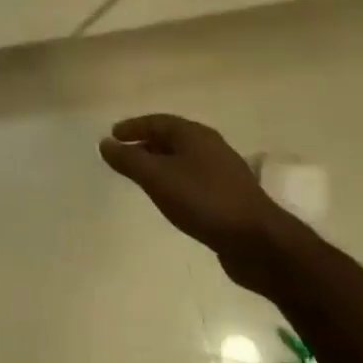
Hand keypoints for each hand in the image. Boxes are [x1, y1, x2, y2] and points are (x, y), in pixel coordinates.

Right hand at [99, 114, 298, 296]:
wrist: (257, 241)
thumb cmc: (203, 201)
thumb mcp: (157, 178)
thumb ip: (128, 160)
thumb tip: (105, 144)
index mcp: (195, 135)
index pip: (158, 121)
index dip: (133, 127)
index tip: (112, 136)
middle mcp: (210, 147)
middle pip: (172, 138)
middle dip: (145, 143)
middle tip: (122, 154)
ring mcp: (222, 171)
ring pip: (183, 159)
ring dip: (159, 163)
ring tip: (140, 175)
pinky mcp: (228, 195)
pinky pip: (192, 178)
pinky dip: (173, 179)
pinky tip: (168, 196)